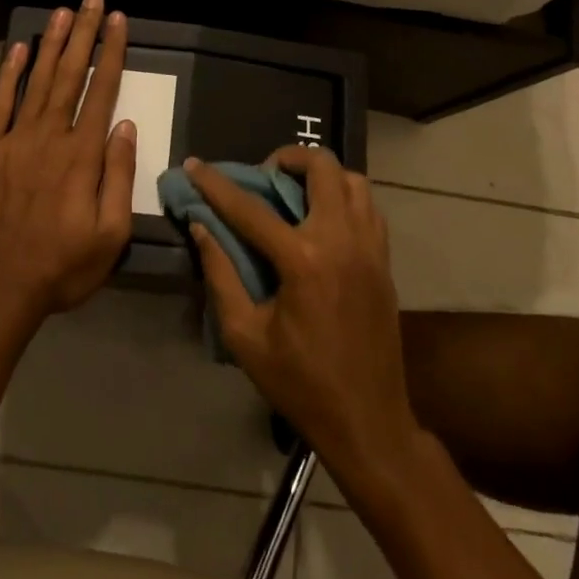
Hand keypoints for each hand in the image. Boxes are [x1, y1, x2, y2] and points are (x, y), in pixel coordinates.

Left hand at [0, 0, 136, 327]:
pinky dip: (9, 74)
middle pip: (70, 75)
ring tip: (63, 12)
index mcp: (82, 156)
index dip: (111, 53)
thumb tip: (125, 125)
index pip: (102, 92)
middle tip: (92, 1)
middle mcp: (49, 137)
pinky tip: (19, 48)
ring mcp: (14, 141)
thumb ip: (119, 176)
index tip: (118, 21)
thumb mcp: (110, 236)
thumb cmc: (62, 267)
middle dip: (84, 35)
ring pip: (37, 81)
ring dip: (51, 44)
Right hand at [185, 148, 421, 477]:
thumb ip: (220, 274)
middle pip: (322, 167)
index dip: (216, 184)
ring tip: (295, 193)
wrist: (368, 421)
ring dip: (321, 175)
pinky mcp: (384, 261)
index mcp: (304, 261)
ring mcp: (370, 249)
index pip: (251, 208)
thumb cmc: (300, 383)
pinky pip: (368, 207)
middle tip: (264, 176)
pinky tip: (323, 220)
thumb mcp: (245, 336)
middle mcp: (342, 241)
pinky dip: (344, 197)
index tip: (194, 164)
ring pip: (353, 180)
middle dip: (287, 158)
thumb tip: (202, 227)